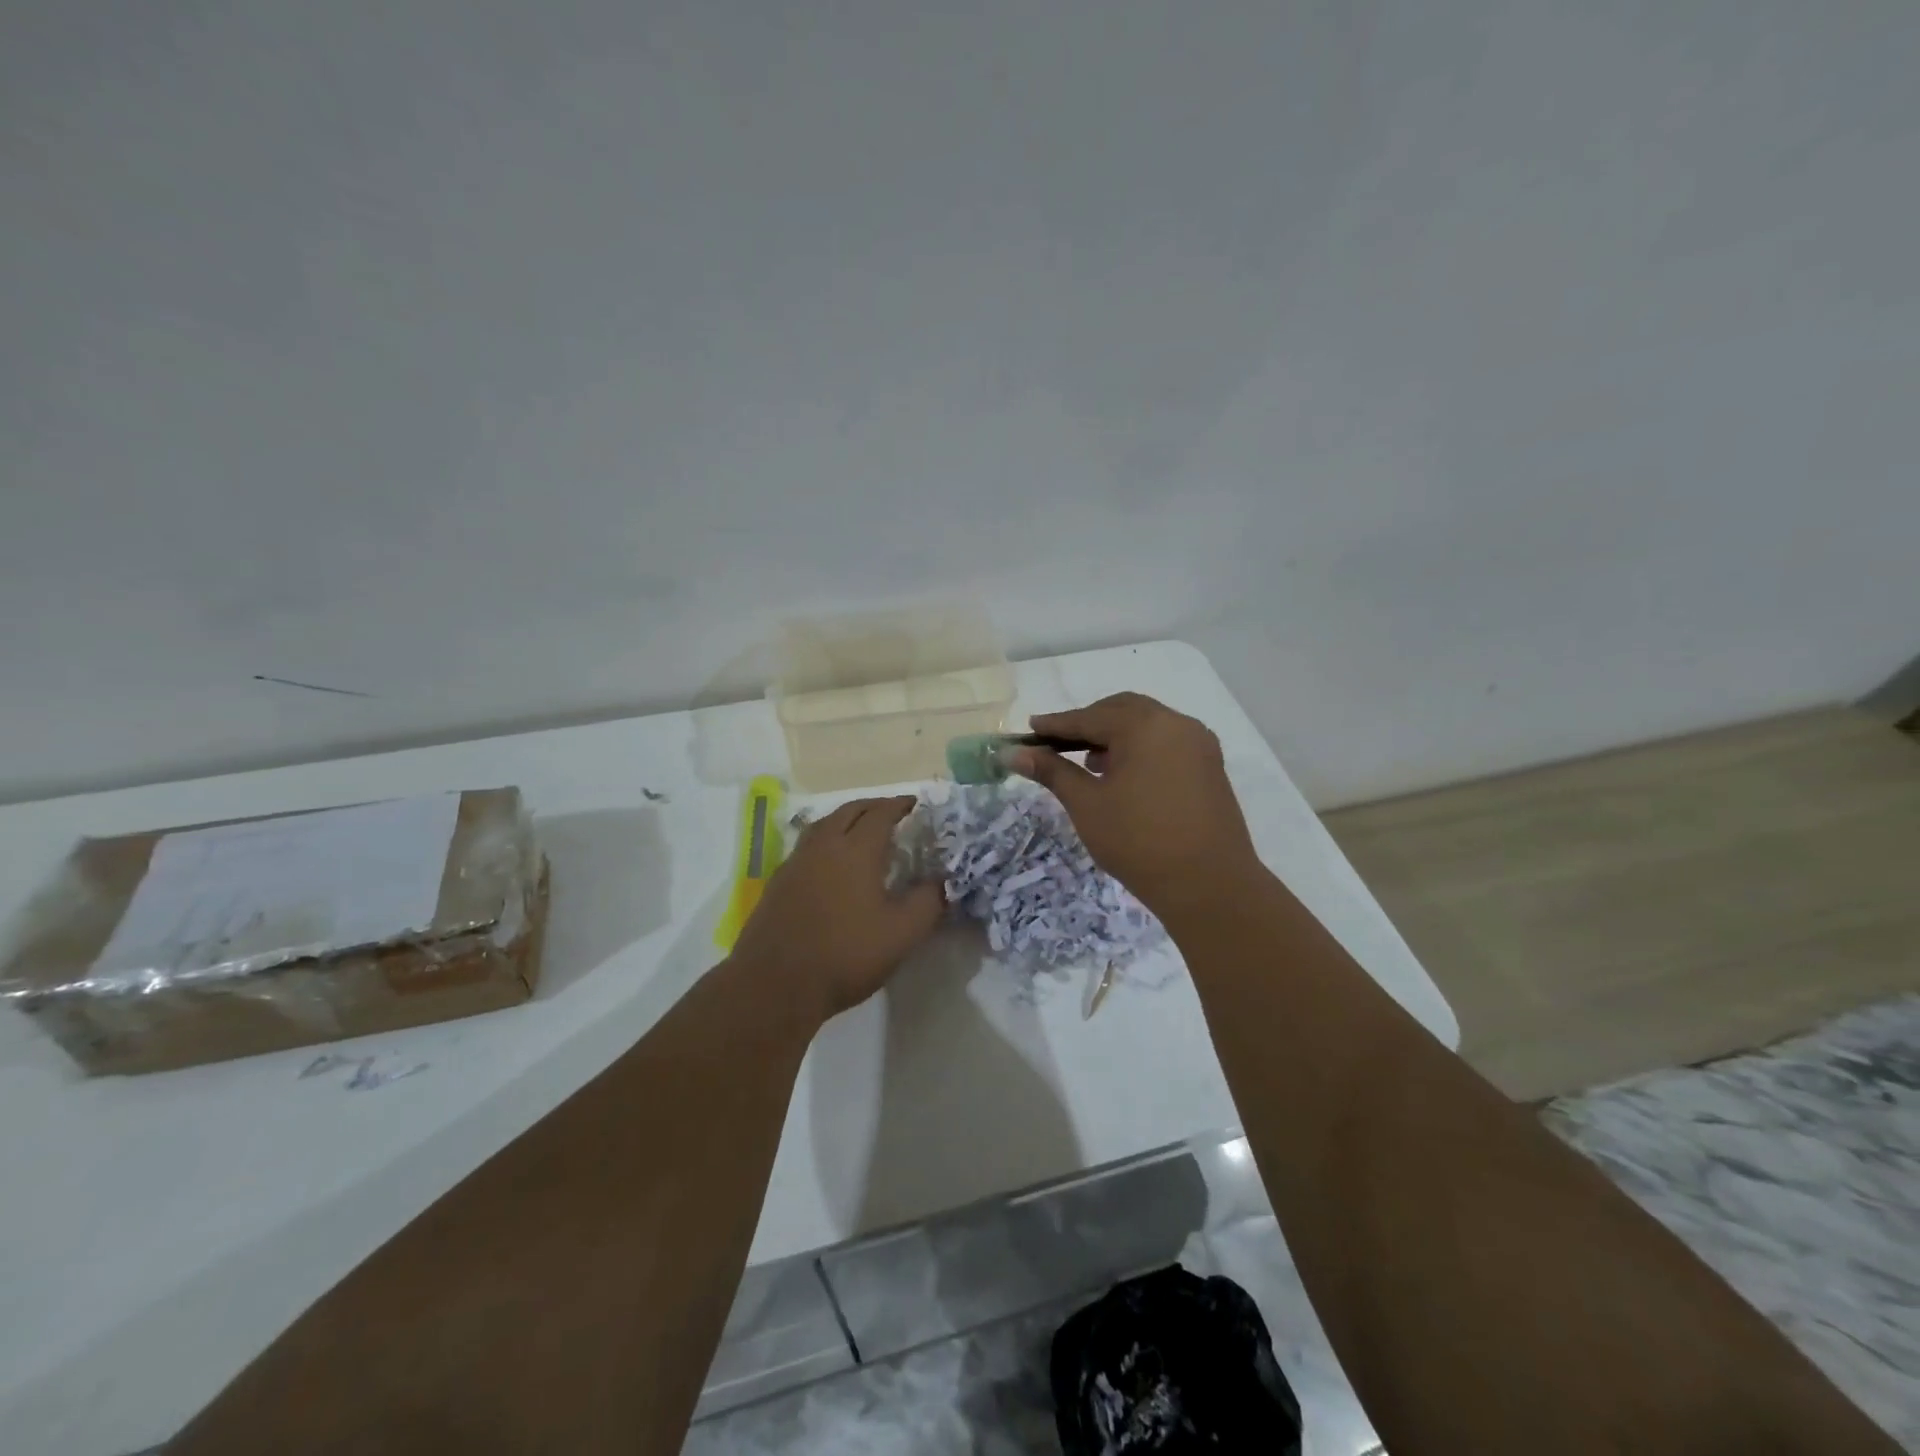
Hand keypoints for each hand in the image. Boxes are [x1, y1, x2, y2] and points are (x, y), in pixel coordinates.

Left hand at [729, 795, 945, 1020]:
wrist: (774, 984)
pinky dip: (826, 842)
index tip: (915, 803)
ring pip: (823, 825)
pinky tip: (831, 864)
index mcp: (856, 850)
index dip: (900, 805)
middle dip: (873, 806)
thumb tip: (942, 881)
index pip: (881, 813)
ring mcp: (796, 863)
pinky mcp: (778, 883)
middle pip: (849, 811)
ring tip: (861, 831)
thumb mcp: (902, 933)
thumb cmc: (845, 954)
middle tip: (892, 813)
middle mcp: (823, 846)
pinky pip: (807, 847)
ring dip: (845, 820)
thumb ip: (928, 902)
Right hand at [1011, 693, 1262, 915]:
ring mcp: (1198, 744)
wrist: (1209, 886)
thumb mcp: (1087, 804)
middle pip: (1122, 710)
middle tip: (1057, 743)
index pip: (1089, 717)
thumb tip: (1013, 752)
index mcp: (1144, 725)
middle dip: (1088, 723)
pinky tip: (1124, 775)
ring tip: (1088, 762)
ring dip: (1115, 735)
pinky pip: (1167, 742)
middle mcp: (1176, 723)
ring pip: (1147, 724)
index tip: (1028, 729)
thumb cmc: (1139, 842)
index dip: (1055, 724)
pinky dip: (1140, 748)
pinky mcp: (1210, 766)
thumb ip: (1052, 771)